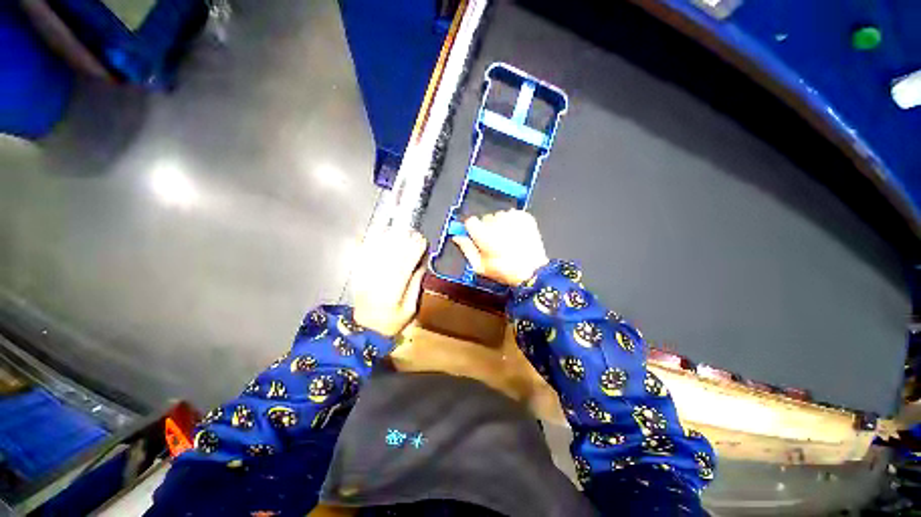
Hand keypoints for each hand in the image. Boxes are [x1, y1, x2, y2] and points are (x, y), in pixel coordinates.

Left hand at [352, 229, 426, 336]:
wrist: (364, 331)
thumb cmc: (391, 323)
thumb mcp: (410, 309)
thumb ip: (415, 286)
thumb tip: (421, 264)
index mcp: (392, 293)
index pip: (404, 266)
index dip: (414, 251)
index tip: (423, 240)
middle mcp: (377, 282)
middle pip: (391, 256)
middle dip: (404, 241)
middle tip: (414, 232)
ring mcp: (364, 277)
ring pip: (377, 252)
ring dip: (390, 238)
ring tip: (401, 229)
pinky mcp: (357, 274)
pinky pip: (364, 254)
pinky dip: (373, 242)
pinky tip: (380, 232)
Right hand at [452, 210, 548, 285]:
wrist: (532, 271)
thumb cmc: (504, 271)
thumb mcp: (479, 266)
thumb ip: (466, 248)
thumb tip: (457, 237)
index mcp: (484, 235)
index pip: (470, 221)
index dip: (473, 230)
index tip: (478, 238)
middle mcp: (497, 222)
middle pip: (485, 218)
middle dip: (488, 228)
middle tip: (495, 243)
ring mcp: (512, 218)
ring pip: (499, 216)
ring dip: (501, 225)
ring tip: (508, 239)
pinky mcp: (524, 216)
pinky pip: (512, 214)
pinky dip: (513, 222)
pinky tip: (516, 234)